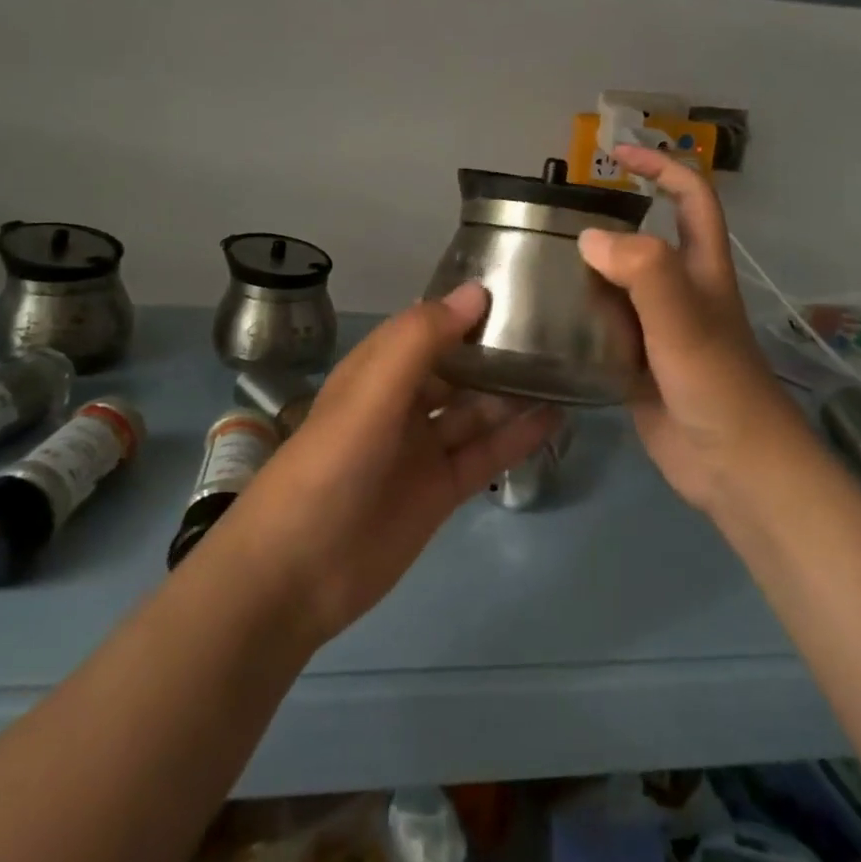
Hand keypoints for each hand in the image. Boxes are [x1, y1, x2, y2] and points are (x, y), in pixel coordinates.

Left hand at [213, 284, 561, 646]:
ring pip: (475, 409)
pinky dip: (517, 436)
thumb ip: (420, 341)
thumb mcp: (370, 394)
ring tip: (565, 368)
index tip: (517, 286)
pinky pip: (486, 453)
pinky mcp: (441, 490)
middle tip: (555, 329)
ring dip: (512, 391)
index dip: (464, 307)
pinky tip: (556, 417)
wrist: (295, 575)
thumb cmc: (329, 467)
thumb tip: (476, 291)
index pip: (426, 325)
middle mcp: (401, 402)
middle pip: (456, 366)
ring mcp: (422, 448)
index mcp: (376, 370)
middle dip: (495, 349)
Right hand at [577, 144, 812, 516]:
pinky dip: (578, 315)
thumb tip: (589, 238)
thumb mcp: (685, 322)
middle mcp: (679, 291)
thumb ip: (644, 273)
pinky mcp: (636, 363)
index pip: (691, 198)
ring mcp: (657, 329)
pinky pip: (602, 326)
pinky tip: (543, 314)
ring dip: (586, 268)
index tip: (616, 155)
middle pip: (646, 238)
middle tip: (555, 216)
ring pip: (618, 283)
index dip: (661, 167)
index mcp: (701, 269)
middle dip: (609, 217)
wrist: (734, 469)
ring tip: (537, 258)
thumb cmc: (718, 387)